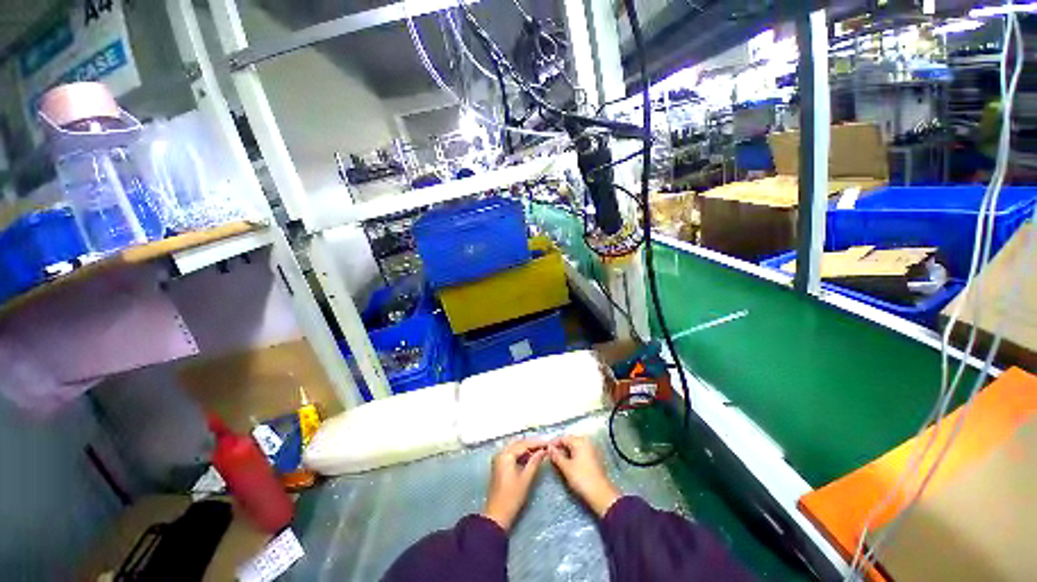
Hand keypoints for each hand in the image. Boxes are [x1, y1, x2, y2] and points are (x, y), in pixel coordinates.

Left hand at [482, 439, 547, 530]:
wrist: (497, 515)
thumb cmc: (512, 497)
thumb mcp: (526, 478)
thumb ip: (535, 462)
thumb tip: (543, 451)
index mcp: (506, 455)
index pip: (524, 444)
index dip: (537, 443)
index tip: (548, 443)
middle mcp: (500, 453)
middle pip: (518, 444)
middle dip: (531, 444)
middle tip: (544, 446)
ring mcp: (498, 459)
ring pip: (515, 448)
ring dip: (526, 449)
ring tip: (539, 451)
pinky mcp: (499, 465)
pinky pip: (511, 454)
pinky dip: (520, 454)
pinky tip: (529, 457)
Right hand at [549, 435, 620, 517]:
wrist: (601, 494)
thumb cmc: (582, 479)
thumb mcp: (566, 467)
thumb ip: (556, 456)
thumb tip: (549, 448)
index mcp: (579, 441)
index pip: (563, 438)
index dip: (553, 444)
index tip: (545, 451)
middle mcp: (586, 442)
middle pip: (569, 441)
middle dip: (560, 448)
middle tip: (551, 456)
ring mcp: (591, 450)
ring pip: (574, 447)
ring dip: (566, 452)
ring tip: (558, 461)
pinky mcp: (594, 458)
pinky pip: (580, 452)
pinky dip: (573, 456)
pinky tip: (568, 464)